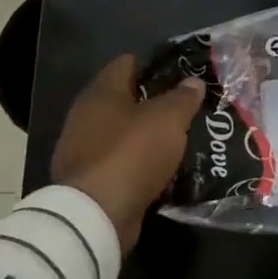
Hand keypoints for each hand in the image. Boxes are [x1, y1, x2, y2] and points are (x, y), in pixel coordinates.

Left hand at [52, 56, 204, 255]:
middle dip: (155, 102)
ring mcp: (84, 150)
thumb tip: (193, 82)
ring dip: (148, 136)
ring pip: (124, 133)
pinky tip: (164, 168)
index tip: (183, 72)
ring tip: (182, 138)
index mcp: (101, 93)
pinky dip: (140, 163)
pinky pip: (121, 162)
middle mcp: (86, 116)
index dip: (155, 65)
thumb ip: (182, 98)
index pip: (127, 64)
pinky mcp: (90, 180)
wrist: (97, 215)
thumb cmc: (132, 153)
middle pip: (125, 99)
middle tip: (188, 106)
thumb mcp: (168, 119)